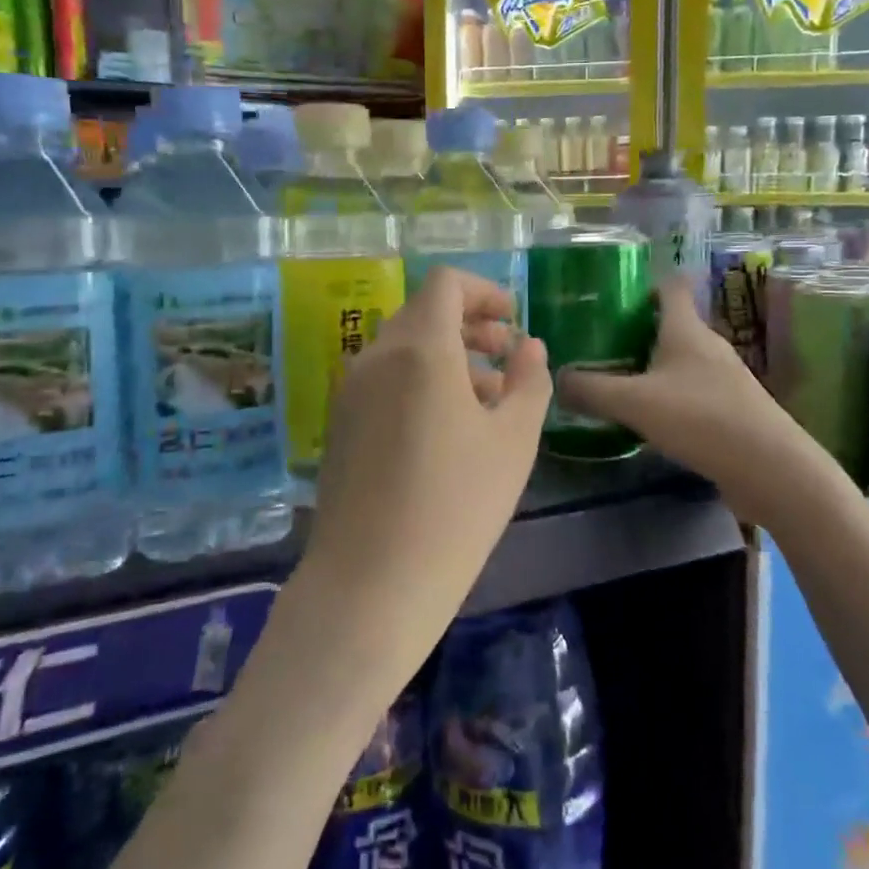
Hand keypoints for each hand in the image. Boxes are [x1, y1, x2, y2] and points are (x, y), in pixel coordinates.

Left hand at [300, 267, 550, 671]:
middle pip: (423, 313)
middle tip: (506, 355)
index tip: (512, 320)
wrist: (371, 584)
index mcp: (419, 349)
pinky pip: (384, 380)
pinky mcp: (340, 424)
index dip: (484, 291)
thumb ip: (528, 380)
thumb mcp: (513, 441)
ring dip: (447, 355)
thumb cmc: (456, 506)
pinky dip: (419, 381)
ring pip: (403, 348)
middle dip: (469, 325)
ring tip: (488, 396)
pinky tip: (447, 427)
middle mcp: (375, 357)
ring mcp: (350, 391)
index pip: (446, 285)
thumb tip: (527, 346)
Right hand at [558, 277, 800, 493]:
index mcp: (686, 330)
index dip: (643, 284)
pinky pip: (691, 391)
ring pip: (681, 361)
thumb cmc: (700, 418)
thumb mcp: (634, 402)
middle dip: (636, 331)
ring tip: (616, 380)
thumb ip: (591, 390)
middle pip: (671, 325)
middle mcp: (708, 346)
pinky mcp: (731, 409)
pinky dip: (668, 396)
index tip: (611, 294)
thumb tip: (556, 378)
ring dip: (652, 366)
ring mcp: (724, 378)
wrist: (769, 468)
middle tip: (598, 343)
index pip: (669, 287)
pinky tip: (648, 418)